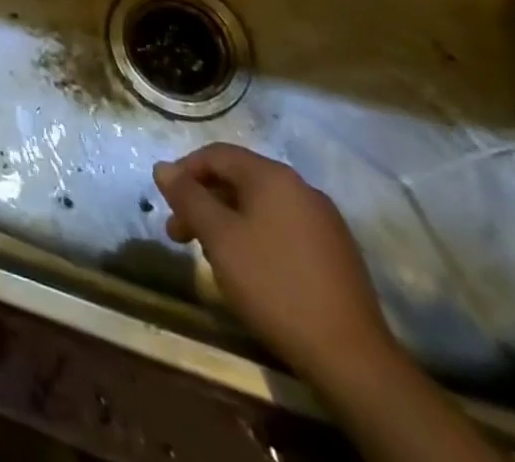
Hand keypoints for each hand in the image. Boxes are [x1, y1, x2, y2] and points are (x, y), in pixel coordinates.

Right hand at [153, 143, 398, 384]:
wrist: (352, 358)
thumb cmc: (273, 284)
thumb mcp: (219, 237)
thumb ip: (188, 197)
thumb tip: (162, 167)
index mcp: (273, 176)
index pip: (216, 154)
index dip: (184, 172)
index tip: (166, 202)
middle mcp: (301, 188)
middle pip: (238, 180)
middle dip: (204, 202)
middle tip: (179, 234)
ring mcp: (324, 222)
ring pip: (260, 207)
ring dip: (227, 222)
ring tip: (211, 256)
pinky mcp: (337, 254)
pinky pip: (284, 229)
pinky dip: (256, 237)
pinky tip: (250, 270)